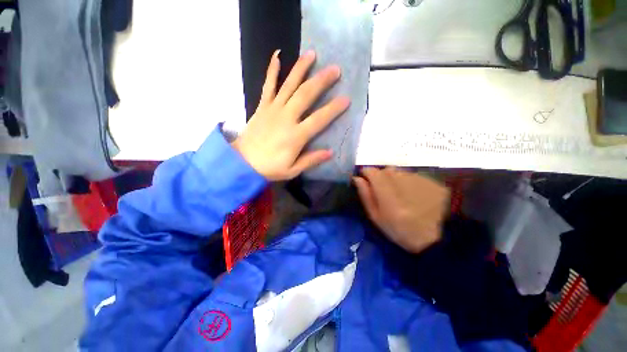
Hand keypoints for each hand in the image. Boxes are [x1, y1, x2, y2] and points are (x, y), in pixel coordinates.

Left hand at [231, 50, 349, 180]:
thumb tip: (330, 152)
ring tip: (312, 54)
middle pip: (306, 95)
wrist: (243, 163)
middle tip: (335, 69)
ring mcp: (273, 109)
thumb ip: (311, 160)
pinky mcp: (262, 106)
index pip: (319, 119)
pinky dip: (272, 70)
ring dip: (301, 68)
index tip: (346, 99)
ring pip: (289, 85)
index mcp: (296, 136)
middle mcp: (286, 118)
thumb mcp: (292, 170)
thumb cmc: (270, 168)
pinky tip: (277, 56)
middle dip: (322, 81)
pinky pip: (268, 85)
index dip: (333, 109)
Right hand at [353, 167, 449, 253]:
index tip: (366, 180)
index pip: (372, 172)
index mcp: (387, 193)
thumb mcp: (376, 217)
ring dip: (396, 179)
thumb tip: (357, 178)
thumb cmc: (400, 231)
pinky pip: (413, 176)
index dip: (367, 173)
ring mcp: (419, 180)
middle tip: (385, 192)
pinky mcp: (431, 181)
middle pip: (386, 170)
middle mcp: (402, 181)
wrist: (438, 239)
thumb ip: (366, 195)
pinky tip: (415, 195)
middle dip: (382, 177)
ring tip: (402, 195)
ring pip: (400, 172)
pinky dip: (409, 182)